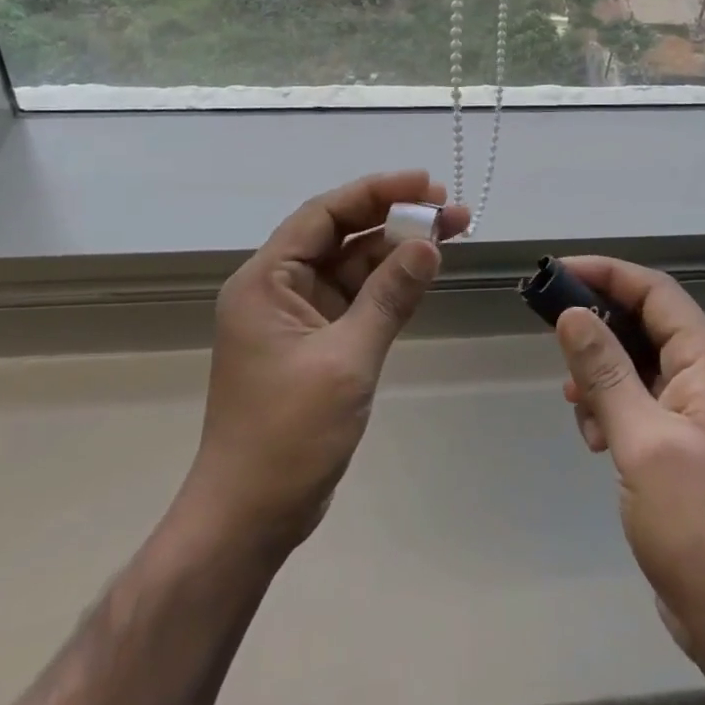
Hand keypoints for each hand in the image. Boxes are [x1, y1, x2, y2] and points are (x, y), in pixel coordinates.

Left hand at [179, 171, 467, 557]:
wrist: (249, 519)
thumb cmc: (287, 436)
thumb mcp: (346, 360)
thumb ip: (388, 297)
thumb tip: (429, 245)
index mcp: (266, 280)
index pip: (324, 214)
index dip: (376, 192)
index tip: (426, 185)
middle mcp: (278, 288)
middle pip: (341, 236)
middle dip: (395, 220)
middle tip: (452, 210)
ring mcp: (297, 317)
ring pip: (352, 267)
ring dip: (398, 252)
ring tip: (454, 234)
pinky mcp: (315, 344)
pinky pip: (356, 300)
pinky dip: (389, 287)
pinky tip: (426, 273)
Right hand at [554, 258, 704, 688]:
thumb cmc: (697, 526)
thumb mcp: (641, 441)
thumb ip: (605, 372)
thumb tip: (572, 313)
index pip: (657, 293)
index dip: (608, 274)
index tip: (558, 274)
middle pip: (646, 325)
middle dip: (598, 328)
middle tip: (554, 340)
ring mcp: (698, 414)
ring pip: (638, 365)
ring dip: (601, 376)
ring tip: (577, 409)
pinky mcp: (684, 445)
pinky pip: (641, 402)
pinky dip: (612, 409)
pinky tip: (595, 441)